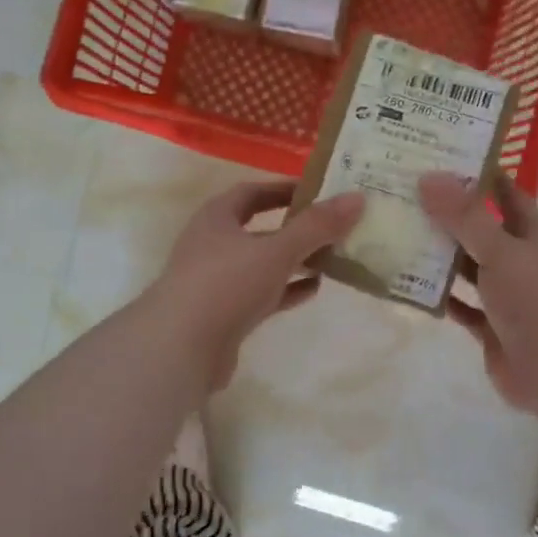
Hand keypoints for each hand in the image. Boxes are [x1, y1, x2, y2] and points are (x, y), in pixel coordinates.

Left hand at [147, 180, 365, 391]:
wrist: (180, 348)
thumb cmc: (225, 285)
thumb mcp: (276, 250)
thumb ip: (316, 227)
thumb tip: (357, 199)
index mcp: (216, 218)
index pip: (252, 192)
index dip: (284, 189)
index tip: (318, 191)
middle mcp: (213, 245)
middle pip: (260, 229)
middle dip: (296, 227)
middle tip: (333, 226)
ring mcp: (217, 281)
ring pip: (263, 264)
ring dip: (294, 260)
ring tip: (333, 257)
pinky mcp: (225, 314)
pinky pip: (262, 294)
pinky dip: (287, 290)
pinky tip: (314, 289)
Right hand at [418, 172, 537, 417]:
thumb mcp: (502, 252)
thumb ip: (466, 217)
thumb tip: (429, 176)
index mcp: (531, 235)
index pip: (505, 192)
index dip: (479, 173)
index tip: (439, 155)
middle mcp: (518, 260)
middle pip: (479, 228)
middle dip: (446, 212)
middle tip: (402, 192)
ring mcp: (504, 295)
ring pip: (466, 267)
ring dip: (438, 253)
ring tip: (395, 231)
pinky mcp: (490, 327)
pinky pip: (459, 304)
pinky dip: (438, 295)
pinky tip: (407, 282)